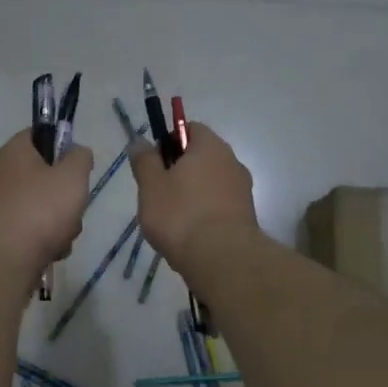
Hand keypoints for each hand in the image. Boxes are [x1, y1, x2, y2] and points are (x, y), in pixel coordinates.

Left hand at [0, 129, 93, 287]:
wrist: (3, 261)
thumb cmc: (40, 209)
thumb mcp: (73, 176)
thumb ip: (81, 157)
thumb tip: (77, 153)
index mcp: (14, 151)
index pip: (40, 134)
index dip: (63, 145)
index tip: (77, 167)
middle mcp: (1, 174)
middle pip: (45, 175)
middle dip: (66, 194)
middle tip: (73, 205)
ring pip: (43, 206)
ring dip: (61, 222)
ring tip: (62, 235)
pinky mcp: (1, 233)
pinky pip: (32, 229)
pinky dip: (46, 240)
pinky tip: (51, 251)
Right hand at [129, 122, 258, 280]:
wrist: (222, 258)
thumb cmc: (181, 215)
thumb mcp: (151, 186)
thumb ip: (144, 161)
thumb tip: (140, 141)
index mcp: (210, 146)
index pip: (190, 128)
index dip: (169, 141)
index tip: (154, 164)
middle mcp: (232, 161)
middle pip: (201, 157)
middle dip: (180, 171)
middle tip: (158, 194)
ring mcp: (243, 189)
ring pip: (210, 183)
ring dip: (192, 194)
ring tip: (173, 219)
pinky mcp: (246, 215)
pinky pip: (220, 205)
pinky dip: (205, 213)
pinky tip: (191, 234)